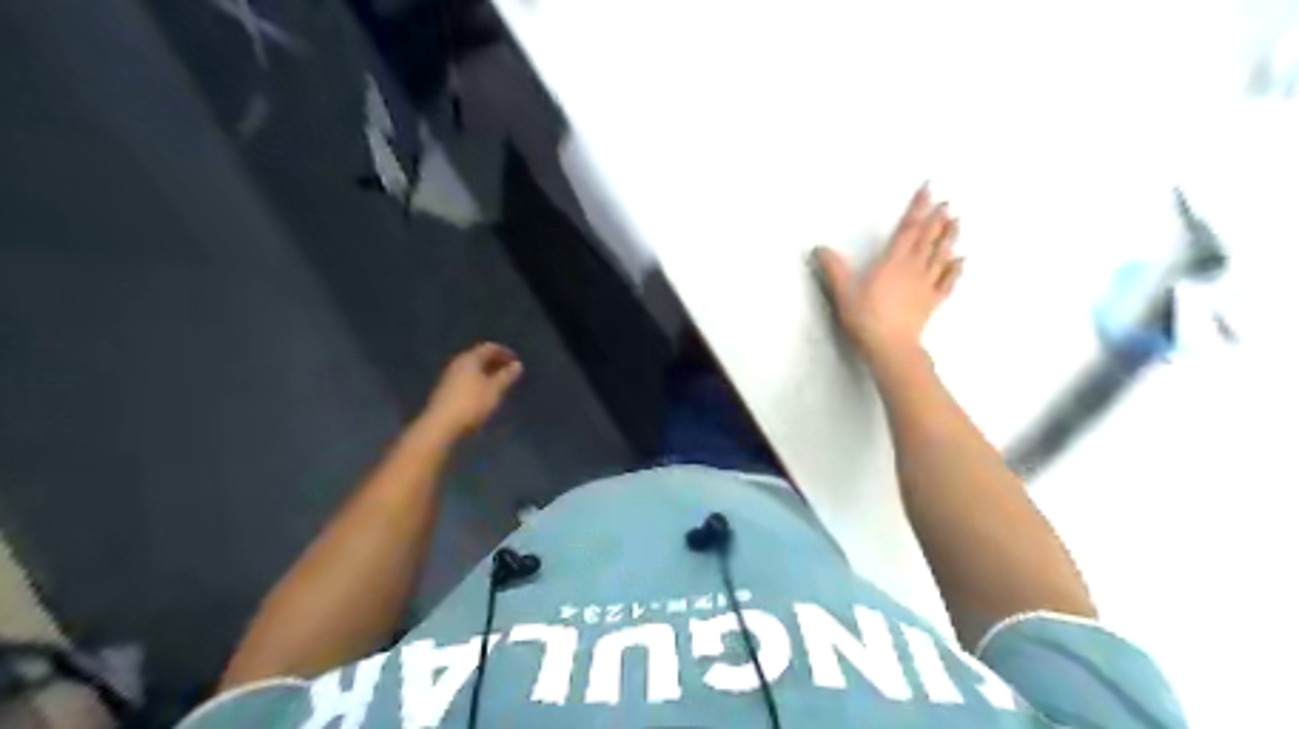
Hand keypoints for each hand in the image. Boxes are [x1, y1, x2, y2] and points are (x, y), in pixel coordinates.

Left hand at [421, 342, 519, 436]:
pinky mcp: (445, 391)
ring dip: (486, 373)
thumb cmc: (472, 404)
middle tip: (509, 372)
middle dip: (495, 362)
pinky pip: (465, 379)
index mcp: (470, 358)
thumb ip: (506, 376)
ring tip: (499, 384)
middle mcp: (457, 363)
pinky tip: (484, 394)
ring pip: (471, 369)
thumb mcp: (494, 390)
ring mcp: (449, 377)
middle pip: (479, 357)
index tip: (516, 362)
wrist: (440, 426)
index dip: (504, 352)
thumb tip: (517, 365)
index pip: (489, 348)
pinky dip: (478, 382)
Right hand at [816, 185, 957, 362]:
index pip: (908, 229)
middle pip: (928, 239)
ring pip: (941, 256)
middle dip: (937, 219)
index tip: (928, 190)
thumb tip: (820, 248)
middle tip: (947, 203)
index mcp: (893, 262)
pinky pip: (948, 282)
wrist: (891, 346)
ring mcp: (926, 285)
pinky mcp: (932, 301)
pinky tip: (961, 261)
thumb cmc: (866, 318)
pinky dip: (955, 269)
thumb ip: (834, 269)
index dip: (918, 207)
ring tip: (957, 222)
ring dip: (949, 237)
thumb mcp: (844, 293)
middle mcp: (914, 268)